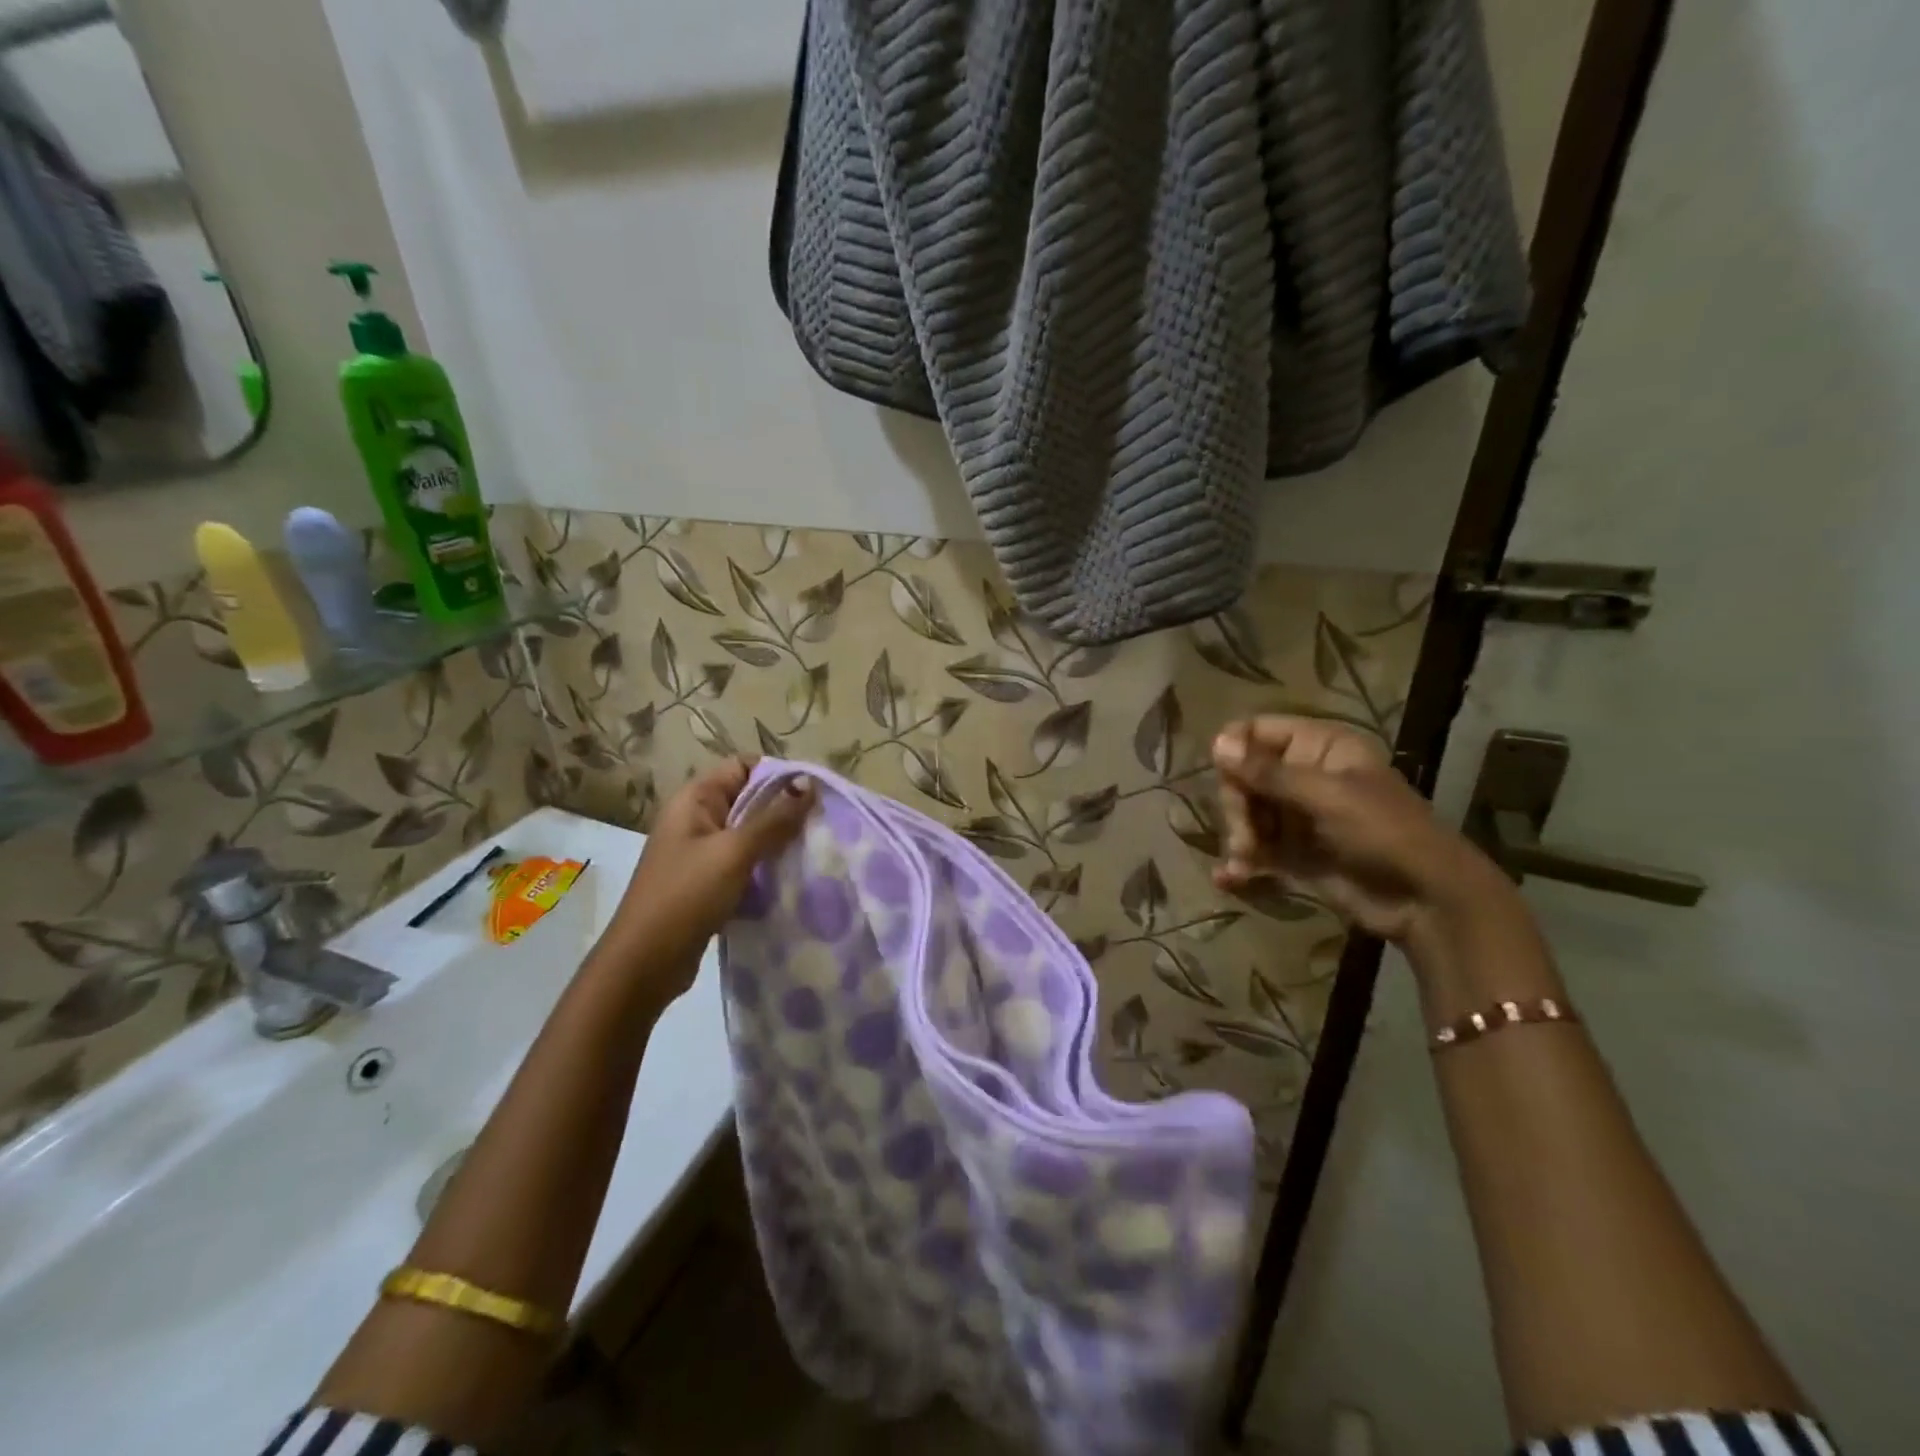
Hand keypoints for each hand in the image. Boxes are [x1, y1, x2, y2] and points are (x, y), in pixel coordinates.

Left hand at [603, 759, 814, 1004]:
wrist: (645, 964)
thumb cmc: (686, 896)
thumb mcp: (734, 852)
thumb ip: (773, 818)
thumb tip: (808, 782)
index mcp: (695, 800)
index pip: (743, 767)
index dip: (778, 774)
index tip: (815, 792)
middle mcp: (697, 819)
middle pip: (750, 800)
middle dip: (785, 809)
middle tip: (823, 823)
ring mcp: (702, 853)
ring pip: (750, 834)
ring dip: (779, 840)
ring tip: (816, 848)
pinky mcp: (709, 883)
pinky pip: (746, 863)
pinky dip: (767, 867)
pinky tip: (794, 877)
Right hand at [1212, 716, 1507, 945]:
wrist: (1428, 901)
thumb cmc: (1384, 833)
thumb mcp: (1327, 796)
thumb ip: (1268, 773)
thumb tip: (1216, 744)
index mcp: (1318, 747)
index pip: (1258, 731)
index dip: (1234, 751)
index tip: (1224, 776)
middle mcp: (1304, 776)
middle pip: (1244, 776)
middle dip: (1238, 807)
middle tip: (1245, 835)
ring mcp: (1298, 817)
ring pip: (1247, 815)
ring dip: (1240, 838)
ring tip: (1244, 862)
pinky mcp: (1295, 855)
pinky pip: (1256, 850)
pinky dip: (1241, 863)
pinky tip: (1229, 878)